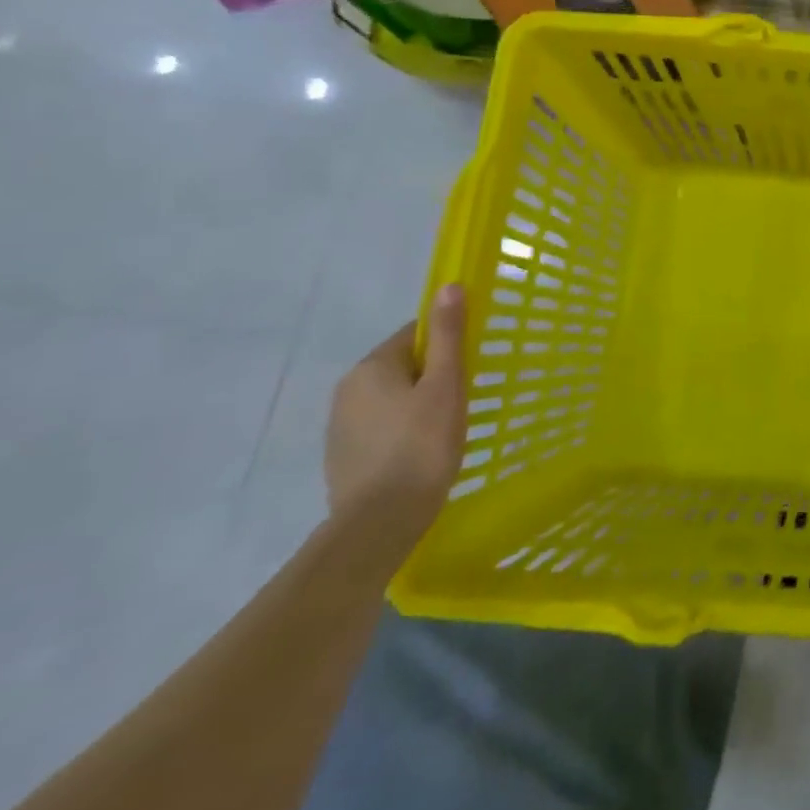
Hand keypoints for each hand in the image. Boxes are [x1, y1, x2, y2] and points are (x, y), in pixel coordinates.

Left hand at [324, 284, 467, 565]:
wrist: (379, 523)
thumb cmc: (421, 446)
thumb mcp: (446, 385)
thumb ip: (448, 334)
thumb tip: (449, 285)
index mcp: (372, 366)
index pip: (416, 335)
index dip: (447, 346)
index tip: (468, 369)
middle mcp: (348, 389)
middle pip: (403, 366)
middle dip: (433, 377)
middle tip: (462, 402)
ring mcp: (340, 426)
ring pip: (392, 399)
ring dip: (417, 406)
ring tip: (444, 432)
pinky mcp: (343, 457)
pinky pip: (381, 428)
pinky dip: (402, 432)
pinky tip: (420, 454)